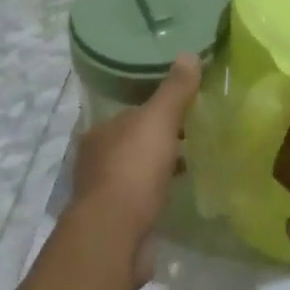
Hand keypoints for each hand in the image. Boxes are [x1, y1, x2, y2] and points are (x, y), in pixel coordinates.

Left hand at [68, 56, 200, 284]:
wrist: (114, 236)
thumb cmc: (133, 170)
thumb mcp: (158, 121)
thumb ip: (174, 91)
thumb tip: (188, 53)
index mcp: (100, 132)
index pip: (132, 113)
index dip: (158, 110)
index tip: (186, 112)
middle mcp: (96, 159)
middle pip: (133, 142)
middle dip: (158, 140)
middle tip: (193, 138)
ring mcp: (103, 193)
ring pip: (136, 171)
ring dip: (158, 168)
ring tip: (190, 166)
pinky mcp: (115, 222)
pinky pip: (140, 199)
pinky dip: (156, 194)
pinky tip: (176, 195)